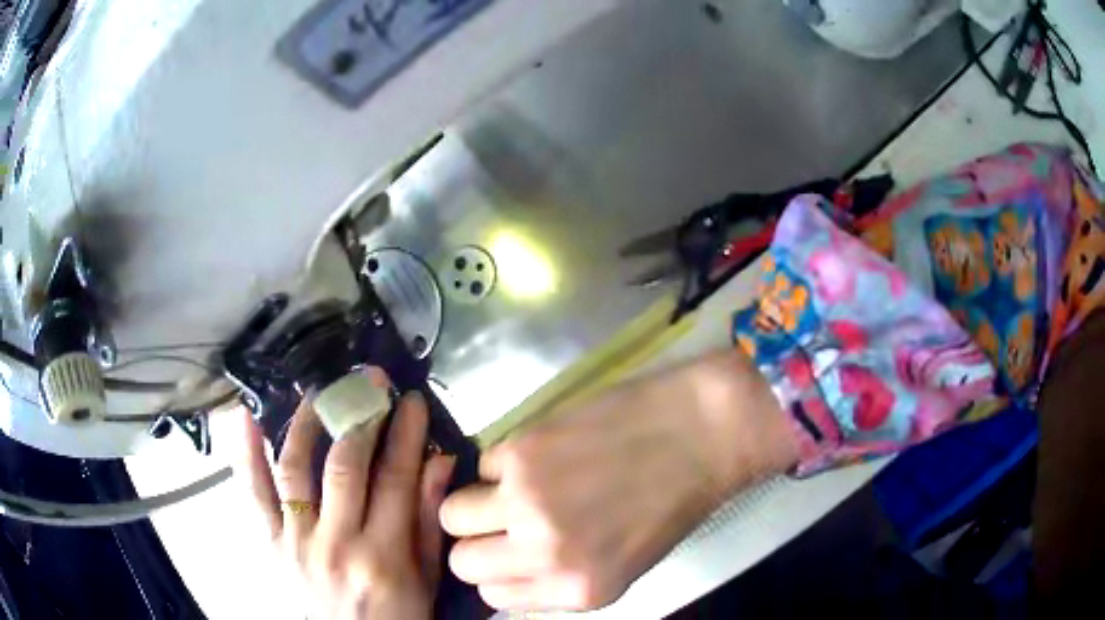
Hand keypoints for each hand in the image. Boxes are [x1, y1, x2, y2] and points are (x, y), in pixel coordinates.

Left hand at [238, 384, 455, 619]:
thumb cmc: (400, 614)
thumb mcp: (428, 577)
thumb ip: (431, 520)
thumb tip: (438, 461)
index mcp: (383, 556)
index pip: (395, 479)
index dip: (405, 434)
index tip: (411, 400)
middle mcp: (335, 543)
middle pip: (344, 467)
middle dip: (359, 416)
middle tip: (369, 382)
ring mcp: (296, 541)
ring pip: (295, 468)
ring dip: (307, 422)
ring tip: (319, 391)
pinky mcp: (271, 542)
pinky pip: (254, 494)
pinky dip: (246, 453)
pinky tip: (246, 415)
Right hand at [439, 349, 797, 610]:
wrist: (701, 434)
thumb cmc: (672, 502)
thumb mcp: (623, 566)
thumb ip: (560, 579)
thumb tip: (508, 571)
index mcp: (577, 590)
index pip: (493, 595)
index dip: (498, 571)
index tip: (507, 553)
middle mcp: (544, 554)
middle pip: (462, 560)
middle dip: (477, 542)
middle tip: (502, 521)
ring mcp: (527, 501)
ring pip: (452, 512)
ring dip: (476, 502)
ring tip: (512, 487)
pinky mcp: (521, 451)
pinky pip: (483, 465)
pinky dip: (503, 464)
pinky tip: (541, 456)